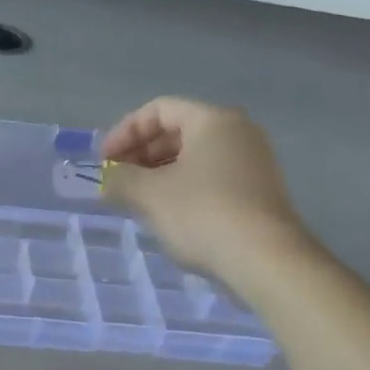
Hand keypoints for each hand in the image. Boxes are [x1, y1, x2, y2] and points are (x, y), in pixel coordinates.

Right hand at [99, 97, 310, 276]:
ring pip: (193, 157)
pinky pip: (210, 177)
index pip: (158, 110)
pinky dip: (181, 187)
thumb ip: (120, 179)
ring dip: (158, 173)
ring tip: (135, 199)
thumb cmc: (202, 214)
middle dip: (140, 154)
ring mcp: (252, 162)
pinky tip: (166, 214)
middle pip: (177, 131)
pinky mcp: (257, 191)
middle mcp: (238, 132)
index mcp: (212, 120)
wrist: (265, 260)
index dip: (124, 132)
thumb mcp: (149, 194)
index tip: (104, 161)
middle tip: (117, 181)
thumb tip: (108, 178)